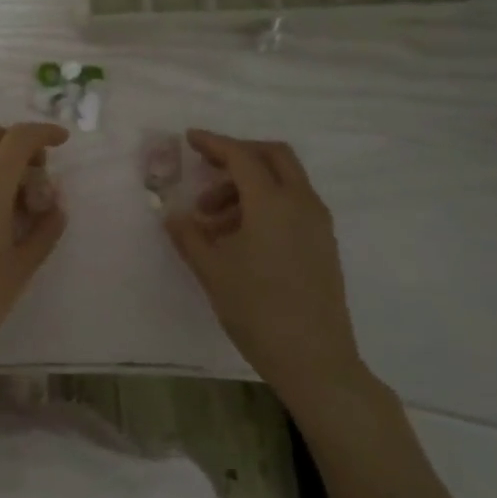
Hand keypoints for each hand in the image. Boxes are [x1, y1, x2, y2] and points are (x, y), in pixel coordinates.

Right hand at [164, 130, 364, 393]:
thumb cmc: (257, 310)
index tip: (189, 139)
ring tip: (213, 220)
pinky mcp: (323, 243)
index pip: (241, 156)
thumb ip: (188, 235)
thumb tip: (173, 213)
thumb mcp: (212, 270)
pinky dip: (265, 203)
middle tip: (206, 170)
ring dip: (248, 185)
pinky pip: (293, 204)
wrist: (315, 358)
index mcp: (273, 203)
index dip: (213, 143)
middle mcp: (301, 203)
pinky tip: (239, 236)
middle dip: (238, 155)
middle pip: (273, 156)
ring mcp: (318, 223)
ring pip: (284, 181)